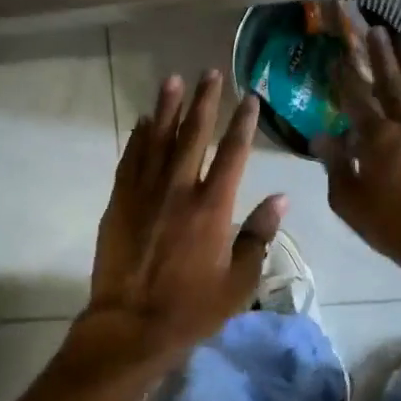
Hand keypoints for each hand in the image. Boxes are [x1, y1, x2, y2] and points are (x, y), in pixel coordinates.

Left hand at [80, 70, 285, 367]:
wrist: (131, 326)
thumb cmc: (192, 309)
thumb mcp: (239, 282)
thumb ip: (259, 236)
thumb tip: (280, 199)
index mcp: (213, 208)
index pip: (233, 154)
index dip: (242, 123)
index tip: (249, 98)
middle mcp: (179, 190)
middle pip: (193, 135)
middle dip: (204, 102)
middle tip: (209, 74)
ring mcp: (145, 194)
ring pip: (157, 139)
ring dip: (167, 108)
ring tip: (174, 80)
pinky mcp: (119, 203)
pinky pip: (130, 160)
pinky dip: (138, 138)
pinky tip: (144, 122)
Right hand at [318, 25, 400, 281]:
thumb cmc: (391, 226)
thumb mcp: (349, 202)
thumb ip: (336, 165)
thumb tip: (321, 136)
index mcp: (375, 138)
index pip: (355, 97)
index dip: (345, 75)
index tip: (337, 55)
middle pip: (388, 80)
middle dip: (377, 54)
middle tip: (371, 28)